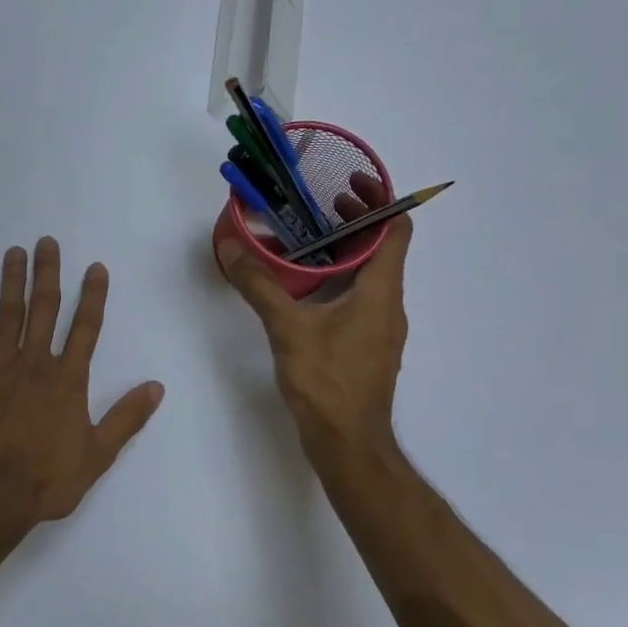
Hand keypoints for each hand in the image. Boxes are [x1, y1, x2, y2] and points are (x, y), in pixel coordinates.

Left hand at [0, 237, 164, 532]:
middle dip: (47, 274)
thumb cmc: (46, 479)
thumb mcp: (98, 455)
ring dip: (11, 282)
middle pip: (44, 310)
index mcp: (67, 380)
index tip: (94, 267)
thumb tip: (157, 386)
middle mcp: (34, 364)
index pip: (85, 328)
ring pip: (6, 316)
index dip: (92, 296)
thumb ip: (126, 418)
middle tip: (46, 241)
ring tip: (13, 253)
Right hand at [217, 172, 413, 454]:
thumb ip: (259, 285)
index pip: (397, 231)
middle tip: (320, 203)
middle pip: (383, 249)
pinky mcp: (365, 346)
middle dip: (356, 221)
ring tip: (308, 237)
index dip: (381, 201)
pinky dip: (339, 279)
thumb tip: (230, 246)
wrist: (347, 444)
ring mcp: (379, 328)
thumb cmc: (327, 382)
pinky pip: (359, 297)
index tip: (351, 182)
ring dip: (345, 250)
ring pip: (370, 275)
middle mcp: (388, 305)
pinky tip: (306, 286)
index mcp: (381, 292)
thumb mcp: (288, 328)